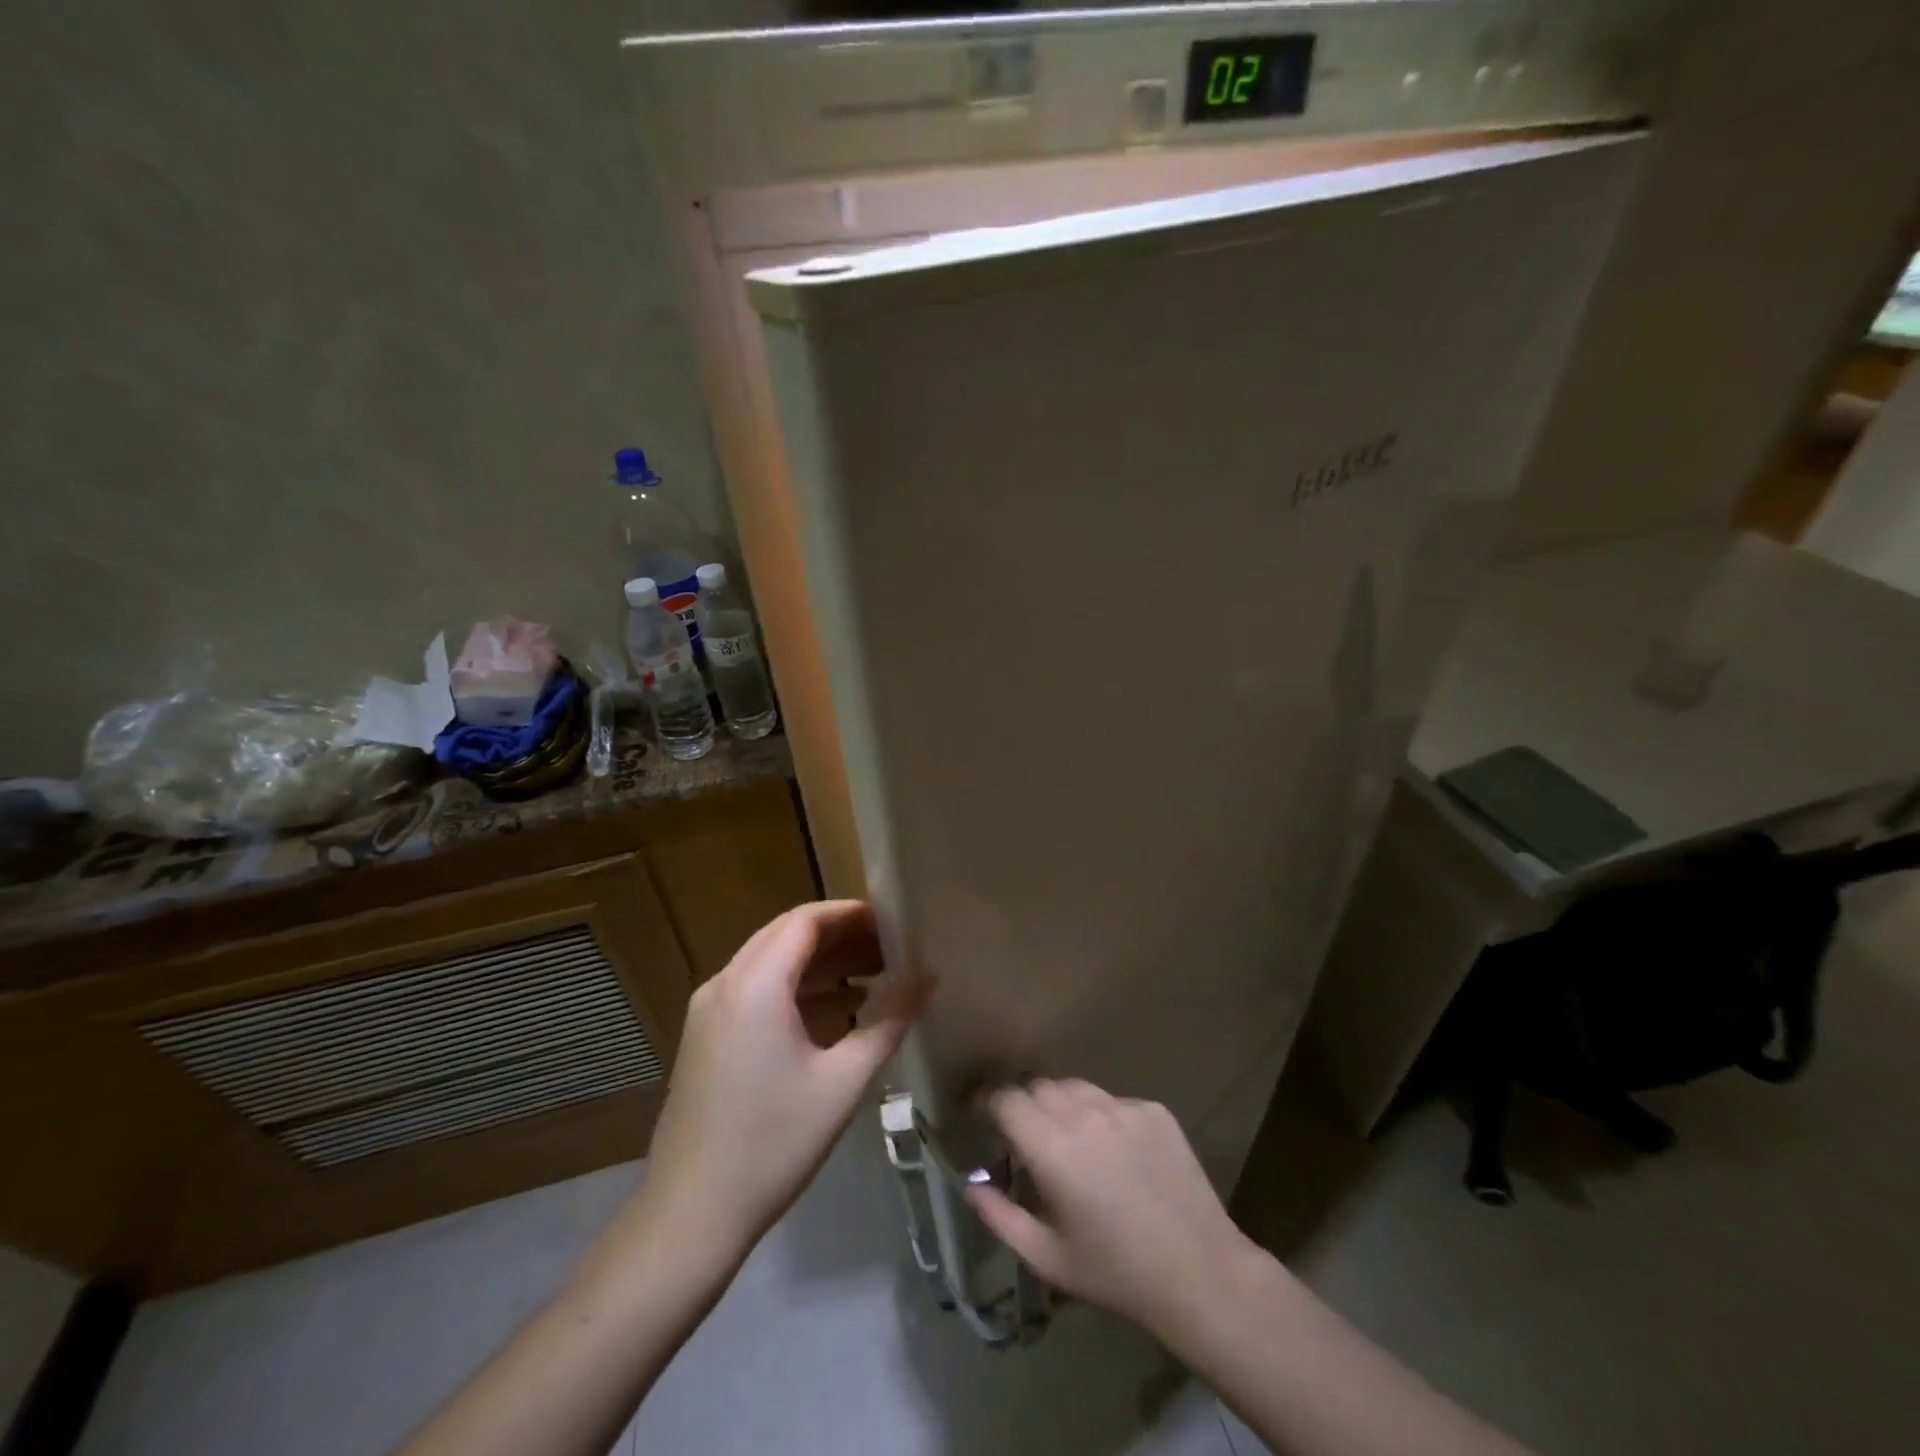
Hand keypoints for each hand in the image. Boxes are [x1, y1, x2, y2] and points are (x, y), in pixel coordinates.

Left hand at [637, 900, 931, 1258]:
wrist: (691, 1216)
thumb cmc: (774, 1144)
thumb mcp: (843, 1081)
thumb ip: (889, 1019)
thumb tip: (928, 975)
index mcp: (755, 984)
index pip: (806, 920)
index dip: (851, 914)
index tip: (894, 922)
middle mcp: (725, 984)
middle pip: (787, 935)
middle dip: (840, 935)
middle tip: (890, 947)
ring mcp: (709, 1011)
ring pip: (771, 962)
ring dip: (820, 963)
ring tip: (875, 975)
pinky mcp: (706, 1036)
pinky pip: (756, 991)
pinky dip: (797, 989)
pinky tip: (838, 1011)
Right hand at [966, 1079, 1256, 1337]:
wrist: (1200, 1273)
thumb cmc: (1115, 1272)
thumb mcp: (1047, 1258)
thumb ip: (1000, 1216)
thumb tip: (971, 1184)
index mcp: (1052, 1147)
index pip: (1006, 1098)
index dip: (989, 1101)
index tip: (981, 1113)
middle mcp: (1084, 1114)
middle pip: (1037, 1086)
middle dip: (1023, 1104)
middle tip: (1025, 1136)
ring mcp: (1123, 1107)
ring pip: (1075, 1087)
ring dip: (1061, 1104)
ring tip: (1069, 1140)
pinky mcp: (1153, 1109)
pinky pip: (1113, 1101)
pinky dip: (1102, 1117)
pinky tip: (1115, 1154)